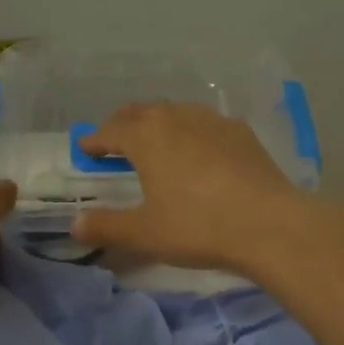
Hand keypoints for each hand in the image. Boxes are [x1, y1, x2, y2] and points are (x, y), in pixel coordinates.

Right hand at [71, 103, 311, 272]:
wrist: (268, 224)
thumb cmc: (197, 226)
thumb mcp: (144, 233)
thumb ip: (106, 226)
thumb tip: (75, 224)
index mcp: (147, 137)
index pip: (111, 131)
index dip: (95, 140)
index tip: (85, 149)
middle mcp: (176, 118)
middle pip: (141, 112)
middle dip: (123, 124)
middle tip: (114, 140)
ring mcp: (213, 122)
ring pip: (175, 112)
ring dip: (157, 122)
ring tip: (154, 140)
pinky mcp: (241, 133)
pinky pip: (204, 123)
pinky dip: (189, 130)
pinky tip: (197, 148)